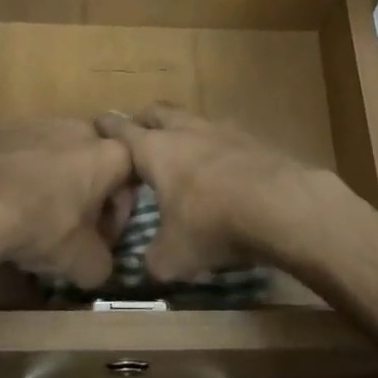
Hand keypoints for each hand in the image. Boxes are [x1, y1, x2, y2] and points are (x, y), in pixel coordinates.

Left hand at [0, 120, 133, 290]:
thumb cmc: (42, 225)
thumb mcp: (82, 263)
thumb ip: (103, 265)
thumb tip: (99, 268)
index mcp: (112, 154)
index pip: (130, 184)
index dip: (117, 218)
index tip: (100, 241)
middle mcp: (81, 129)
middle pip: (94, 164)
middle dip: (87, 194)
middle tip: (70, 227)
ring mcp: (41, 123)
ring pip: (59, 155)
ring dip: (55, 182)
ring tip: (34, 215)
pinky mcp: (5, 128)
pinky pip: (25, 154)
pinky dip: (23, 175)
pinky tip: (7, 202)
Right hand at [95, 105, 331, 279]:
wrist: (279, 204)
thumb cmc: (212, 224)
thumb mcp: (173, 256)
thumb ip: (154, 259)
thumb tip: (150, 265)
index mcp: (156, 150)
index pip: (122, 130)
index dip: (108, 126)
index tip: (98, 123)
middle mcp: (186, 131)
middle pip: (159, 112)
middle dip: (146, 120)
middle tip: (140, 133)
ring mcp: (222, 130)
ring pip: (194, 120)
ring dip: (184, 131)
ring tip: (183, 150)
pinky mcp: (253, 139)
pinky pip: (226, 136)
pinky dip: (218, 146)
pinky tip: (223, 166)